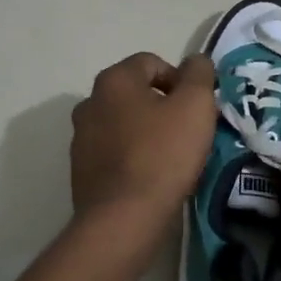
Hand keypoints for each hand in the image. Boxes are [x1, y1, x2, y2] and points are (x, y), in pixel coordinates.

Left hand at [70, 52, 215, 230]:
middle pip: (135, 93)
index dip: (180, 80)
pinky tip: (151, 177)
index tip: (197, 108)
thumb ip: (199, 74)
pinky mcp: (81, 170)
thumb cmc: (163, 154)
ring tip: (172, 157)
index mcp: (114, 80)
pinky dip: (133, 157)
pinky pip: (115, 152)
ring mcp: (81, 138)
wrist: (124, 218)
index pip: (151, 63)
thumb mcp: (195, 105)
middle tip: (188, 131)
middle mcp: (89, 102)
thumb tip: (195, 61)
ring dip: (147, 132)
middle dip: (163, 106)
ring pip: (124, 124)